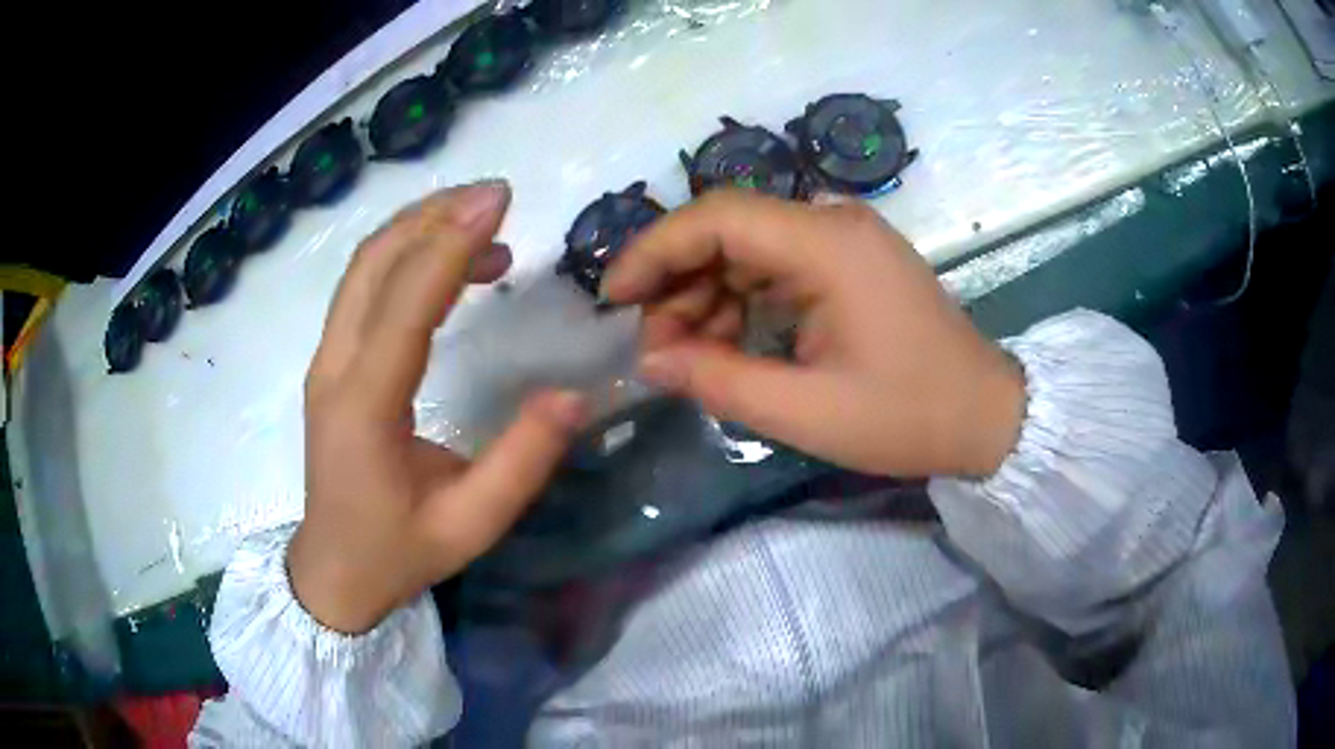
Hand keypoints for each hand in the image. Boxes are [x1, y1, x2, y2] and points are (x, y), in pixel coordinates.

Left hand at [290, 181, 588, 633]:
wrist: (334, 570)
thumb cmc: (398, 553)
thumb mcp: (472, 525)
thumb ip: (523, 462)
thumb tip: (574, 395)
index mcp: (364, 408)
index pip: (404, 305)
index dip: (450, 245)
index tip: (499, 201)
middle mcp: (333, 369)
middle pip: (373, 264)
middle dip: (433, 217)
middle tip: (495, 197)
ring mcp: (325, 361)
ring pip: (363, 268)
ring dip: (418, 230)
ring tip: (482, 225)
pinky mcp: (330, 362)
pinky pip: (362, 288)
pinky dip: (403, 257)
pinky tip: (448, 263)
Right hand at [603, 191, 1023, 478]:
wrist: (985, 416)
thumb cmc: (907, 416)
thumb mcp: (806, 412)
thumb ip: (718, 380)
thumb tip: (649, 360)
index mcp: (829, 244)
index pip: (717, 216)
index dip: (654, 250)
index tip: (614, 297)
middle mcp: (833, 223)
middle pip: (728, 229)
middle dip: (678, 283)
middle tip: (656, 348)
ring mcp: (844, 239)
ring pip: (747, 248)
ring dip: (707, 296)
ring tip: (688, 356)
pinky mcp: (849, 262)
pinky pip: (775, 266)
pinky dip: (741, 301)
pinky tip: (728, 343)